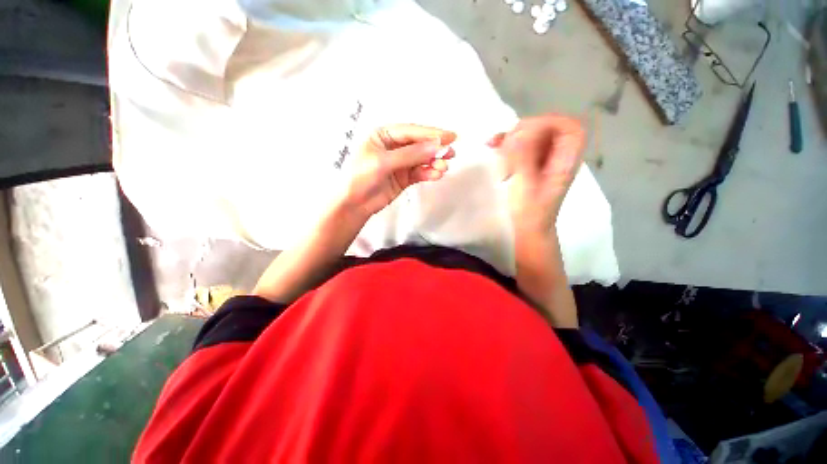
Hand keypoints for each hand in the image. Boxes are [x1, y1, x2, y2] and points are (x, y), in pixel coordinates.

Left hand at [341, 124, 456, 218]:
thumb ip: (410, 154)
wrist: (354, 204)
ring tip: (443, 167)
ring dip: (434, 162)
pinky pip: (420, 172)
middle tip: (451, 152)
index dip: (431, 134)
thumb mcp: (383, 162)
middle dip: (435, 148)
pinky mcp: (404, 177)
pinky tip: (436, 175)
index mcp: (384, 135)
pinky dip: (428, 173)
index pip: (411, 131)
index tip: (449, 137)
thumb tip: (435, 146)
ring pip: (422, 159)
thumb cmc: (360, 177)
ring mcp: (400, 163)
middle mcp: (394, 146)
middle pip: (419, 144)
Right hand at [488, 114, 584, 235]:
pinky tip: (494, 148)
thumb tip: (517, 132)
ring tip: (493, 143)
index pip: (568, 128)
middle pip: (548, 127)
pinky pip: (522, 146)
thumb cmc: (529, 212)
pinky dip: (508, 145)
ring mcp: (544, 160)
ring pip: (532, 135)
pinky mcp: (532, 164)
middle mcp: (558, 157)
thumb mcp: (525, 185)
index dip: (547, 122)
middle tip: (502, 141)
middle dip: (524, 129)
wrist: (528, 230)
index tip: (522, 132)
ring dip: (512, 136)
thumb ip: (523, 158)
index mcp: (565, 161)